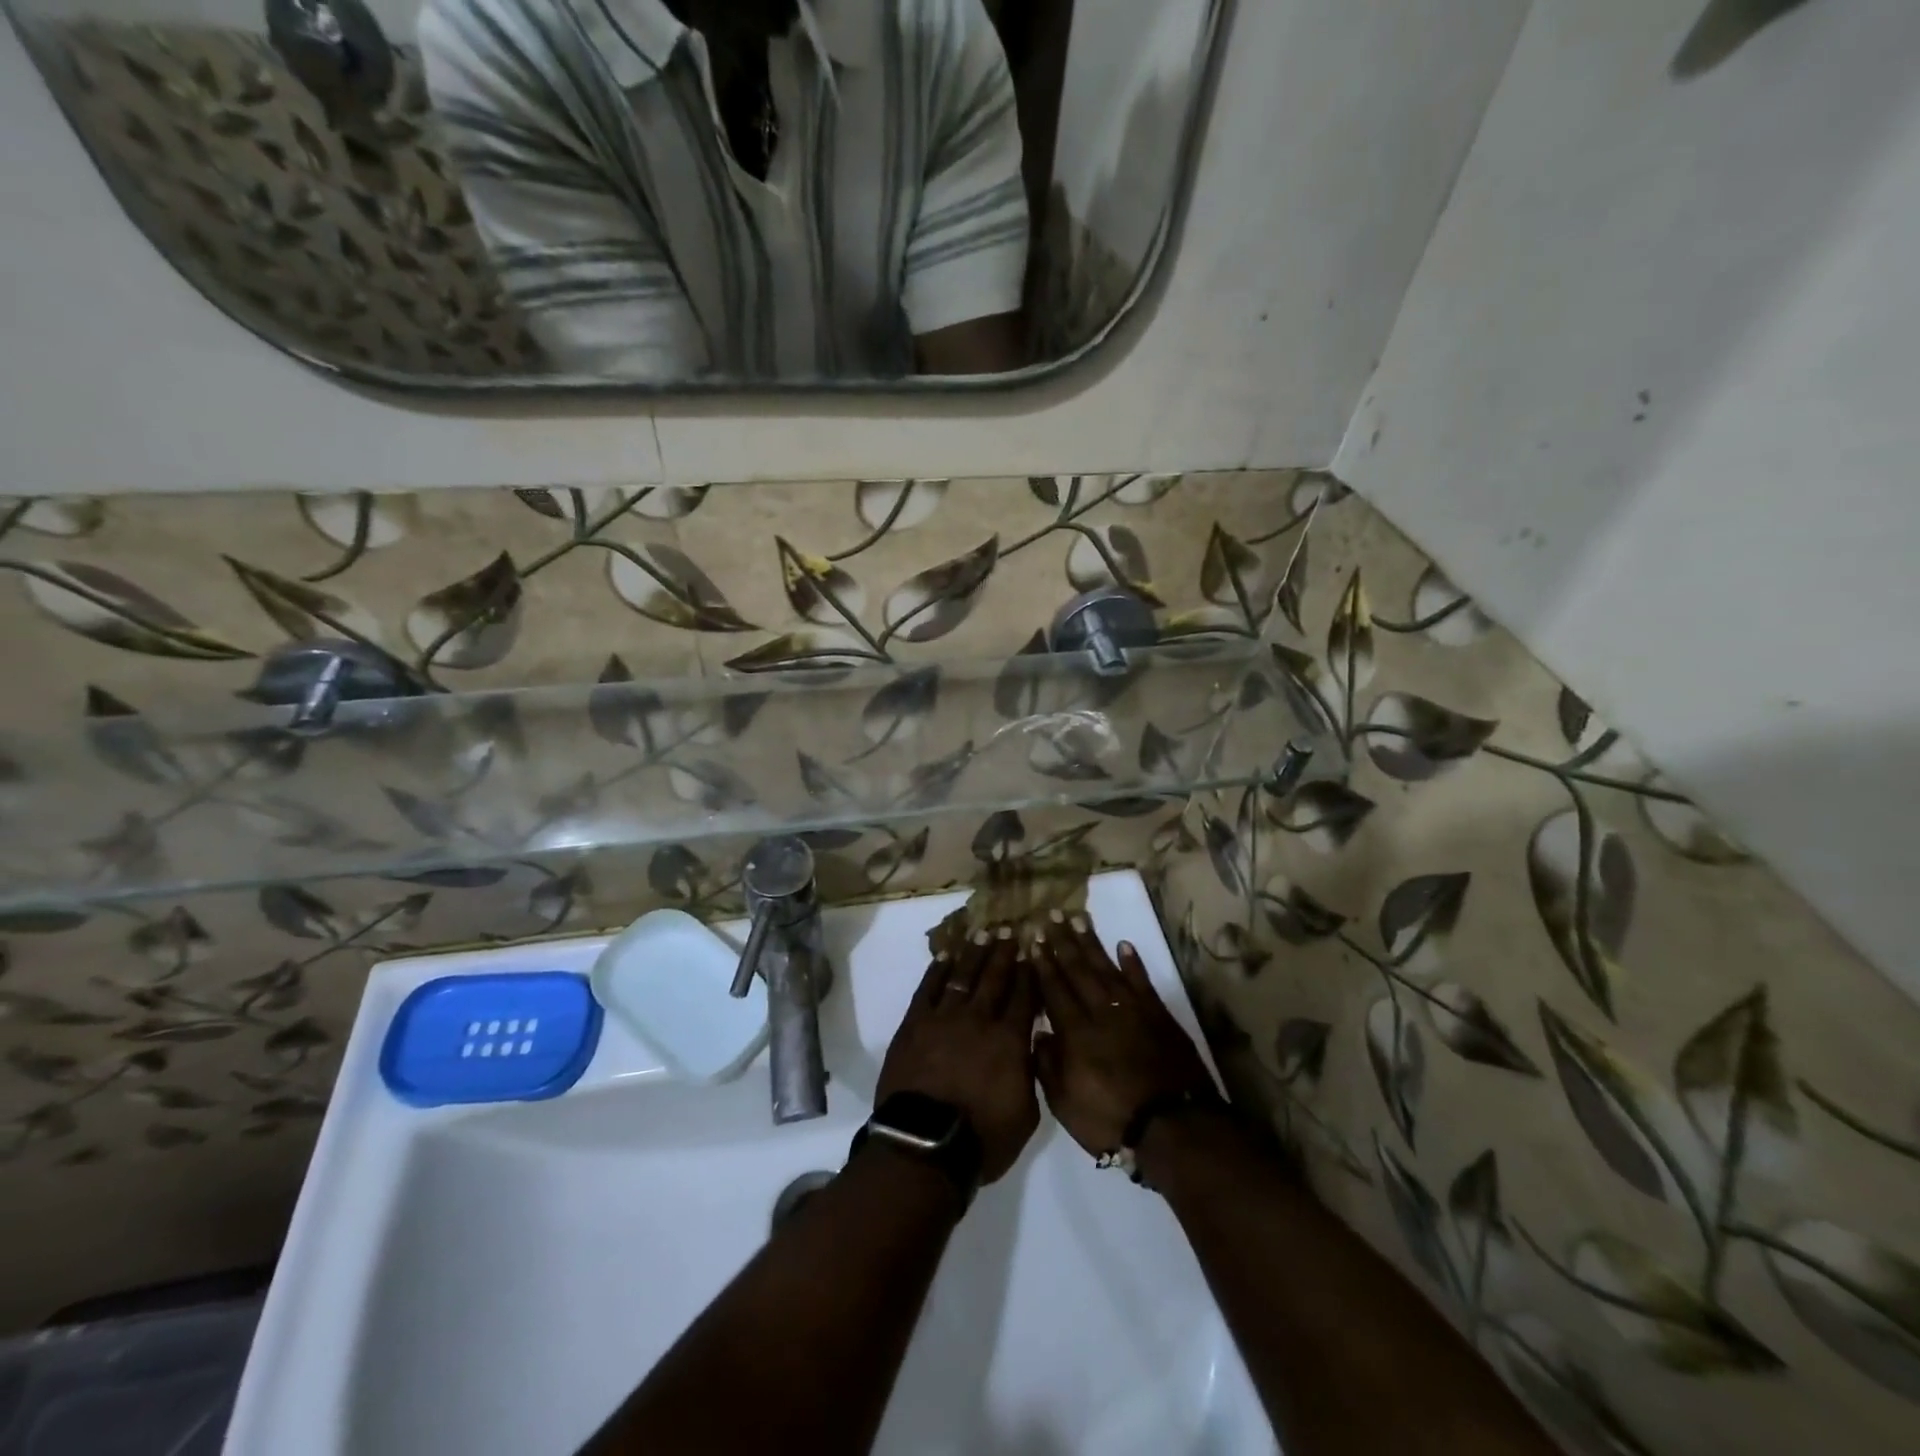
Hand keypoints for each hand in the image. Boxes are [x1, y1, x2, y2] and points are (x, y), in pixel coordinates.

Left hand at [876, 929, 1039, 1185]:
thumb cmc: (982, 1138)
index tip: (1033, 950)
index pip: (1025, 996)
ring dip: (975, 953)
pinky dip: (938, 969)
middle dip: (1004, 952)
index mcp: (1010, 1040)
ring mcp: (944, 1017)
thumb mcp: (1026, 1114)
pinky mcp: (915, 1023)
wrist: (924, 1145)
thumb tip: (1032, 1045)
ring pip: (963, 975)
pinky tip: (946, 955)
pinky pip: (929, 987)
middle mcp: (980, 1019)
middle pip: (995, 977)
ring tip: (983, 933)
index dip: (1030, 972)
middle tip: (1010, 930)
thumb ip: (1031, 1073)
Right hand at [1031, 911, 1218, 1156]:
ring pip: (1106, 968)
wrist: (1174, 1125)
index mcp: (1075, 1032)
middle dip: (1062, 943)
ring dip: (1091, 943)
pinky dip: (1133, 963)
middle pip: (1078, 970)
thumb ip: (1047, 1066)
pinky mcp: (1158, 1014)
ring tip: (1078, 919)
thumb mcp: (1065, 1104)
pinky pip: (1142, 981)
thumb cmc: (1111, 1120)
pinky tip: (1124, 945)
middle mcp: (1101, 1011)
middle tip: (1051, 917)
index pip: (1054, 990)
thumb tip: (1038, 1032)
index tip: (1034, 941)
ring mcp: (1132, 1009)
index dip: (1043, 965)